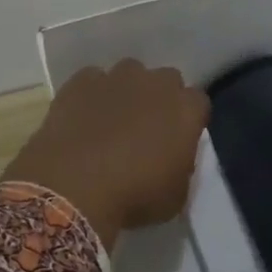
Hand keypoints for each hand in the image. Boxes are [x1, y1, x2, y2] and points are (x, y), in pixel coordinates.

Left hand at [5, 59, 210, 246]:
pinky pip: (92, 79)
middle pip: (165, 80)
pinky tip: (82, 117)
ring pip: (129, 73)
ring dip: (126, 91)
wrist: (74, 189)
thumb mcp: (176, 196)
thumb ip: (181, 166)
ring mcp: (115, 78)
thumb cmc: (133, 198)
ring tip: (111, 120)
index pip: (198, 102)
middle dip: (160, 98)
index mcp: (185, 110)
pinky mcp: (80, 82)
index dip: (188, 119)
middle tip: (146, 128)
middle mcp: (154, 84)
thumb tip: (173, 156)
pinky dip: (91, 94)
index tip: (178, 138)